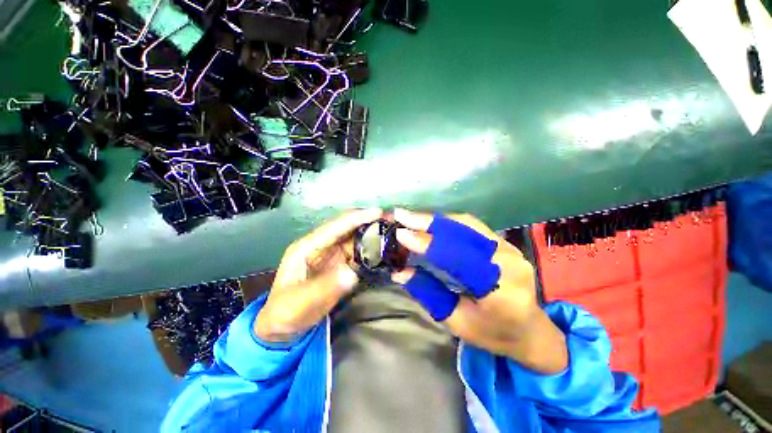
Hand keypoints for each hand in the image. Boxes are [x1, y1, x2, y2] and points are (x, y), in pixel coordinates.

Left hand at [254, 208, 382, 342]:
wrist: (283, 329)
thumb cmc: (284, 313)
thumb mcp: (299, 303)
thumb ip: (324, 287)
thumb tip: (352, 272)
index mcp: (309, 246)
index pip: (336, 226)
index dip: (358, 217)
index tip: (379, 212)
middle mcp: (324, 246)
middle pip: (351, 229)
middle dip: (372, 224)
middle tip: (394, 223)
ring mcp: (334, 257)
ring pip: (359, 241)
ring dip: (376, 238)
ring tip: (396, 237)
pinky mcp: (342, 267)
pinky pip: (362, 256)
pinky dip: (375, 254)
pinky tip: (388, 255)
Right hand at [391, 208, 567, 373]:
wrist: (530, 329)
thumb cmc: (493, 333)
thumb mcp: (457, 321)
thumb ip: (428, 293)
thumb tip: (399, 272)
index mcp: (500, 289)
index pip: (459, 258)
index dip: (428, 244)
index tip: (401, 234)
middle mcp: (508, 260)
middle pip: (463, 232)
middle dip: (428, 222)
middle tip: (400, 215)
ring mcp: (508, 246)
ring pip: (466, 223)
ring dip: (435, 219)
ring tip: (411, 217)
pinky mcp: (502, 241)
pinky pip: (470, 225)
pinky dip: (446, 221)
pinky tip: (429, 222)